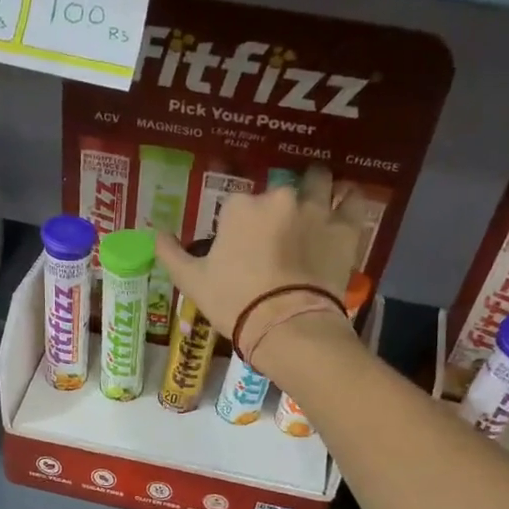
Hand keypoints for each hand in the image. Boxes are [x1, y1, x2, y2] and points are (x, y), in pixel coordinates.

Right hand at [154, 170, 364, 378]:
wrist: (286, 326)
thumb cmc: (234, 303)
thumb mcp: (192, 282)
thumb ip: (171, 253)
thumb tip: (155, 233)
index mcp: (240, 207)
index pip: (237, 206)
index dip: (239, 226)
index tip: (241, 248)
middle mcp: (279, 198)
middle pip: (278, 192)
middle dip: (278, 207)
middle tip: (278, 235)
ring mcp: (316, 210)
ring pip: (320, 182)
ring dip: (317, 187)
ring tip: (316, 202)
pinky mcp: (346, 228)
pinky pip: (353, 200)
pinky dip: (349, 200)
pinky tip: (344, 204)